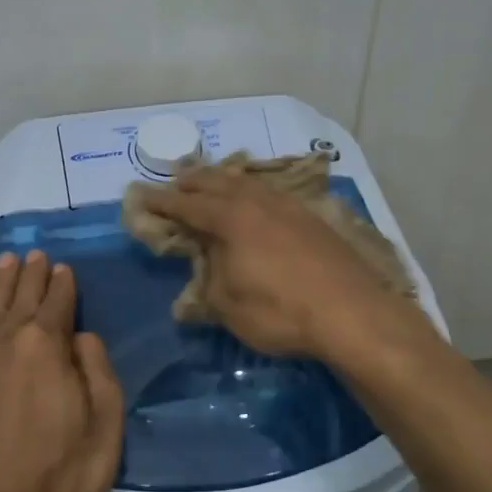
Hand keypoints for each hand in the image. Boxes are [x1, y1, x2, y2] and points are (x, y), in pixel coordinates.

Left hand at [0, 250, 123, 491]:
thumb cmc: (61, 474)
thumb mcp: (105, 423)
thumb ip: (97, 370)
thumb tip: (80, 336)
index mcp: (46, 345)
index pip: (57, 301)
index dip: (63, 283)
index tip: (63, 268)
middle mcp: (4, 342)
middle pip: (19, 298)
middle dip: (30, 275)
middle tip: (34, 255)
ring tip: (6, 263)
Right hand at [138, 168, 418, 360]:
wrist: (351, 313)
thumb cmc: (280, 311)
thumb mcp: (228, 306)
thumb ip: (209, 282)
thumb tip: (203, 271)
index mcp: (231, 219)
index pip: (186, 205)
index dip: (161, 202)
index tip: (140, 196)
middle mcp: (258, 203)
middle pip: (218, 183)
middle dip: (193, 181)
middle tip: (176, 179)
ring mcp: (290, 207)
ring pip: (250, 184)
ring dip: (226, 181)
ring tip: (215, 180)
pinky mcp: (314, 220)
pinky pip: (273, 194)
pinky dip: (255, 192)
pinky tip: (260, 200)